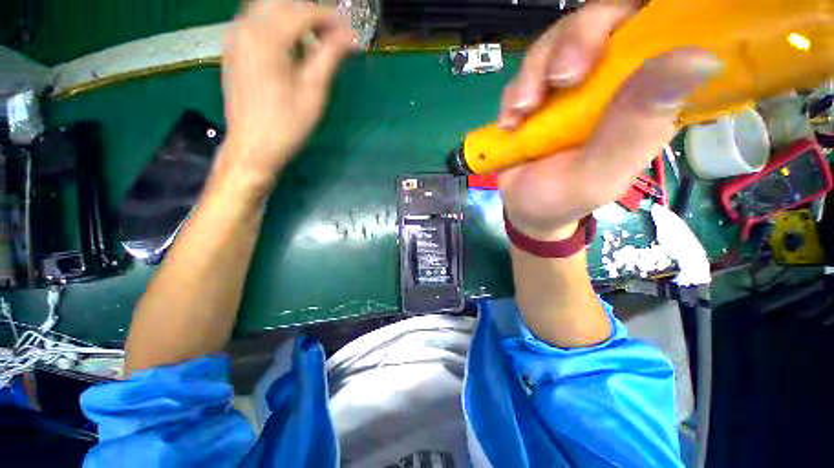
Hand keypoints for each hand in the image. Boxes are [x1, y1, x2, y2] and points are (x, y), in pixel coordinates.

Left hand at [218, 1, 357, 193]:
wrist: (253, 146)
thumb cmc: (287, 124)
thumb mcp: (314, 91)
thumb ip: (330, 57)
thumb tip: (350, 37)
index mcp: (266, 37)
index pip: (303, 12)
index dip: (330, 19)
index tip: (350, 33)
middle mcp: (245, 27)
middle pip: (282, 3)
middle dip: (311, 14)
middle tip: (333, 35)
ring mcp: (235, 37)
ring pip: (268, 9)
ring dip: (294, 18)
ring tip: (316, 40)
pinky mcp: (233, 49)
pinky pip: (257, 23)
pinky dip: (279, 26)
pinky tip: (293, 47)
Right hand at [497, 1, 721, 239]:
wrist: (525, 208)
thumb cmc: (564, 199)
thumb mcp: (598, 175)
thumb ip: (636, 128)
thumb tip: (699, 58)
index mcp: (648, 96)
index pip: (663, 24)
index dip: (642, 15)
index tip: (614, 37)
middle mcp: (615, 79)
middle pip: (604, 18)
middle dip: (576, 38)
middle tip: (559, 79)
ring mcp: (573, 84)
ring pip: (560, 38)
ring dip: (536, 70)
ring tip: (522, 112)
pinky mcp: (540, 92)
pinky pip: (527, 69)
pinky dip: (515, 91)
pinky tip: (511, 122)